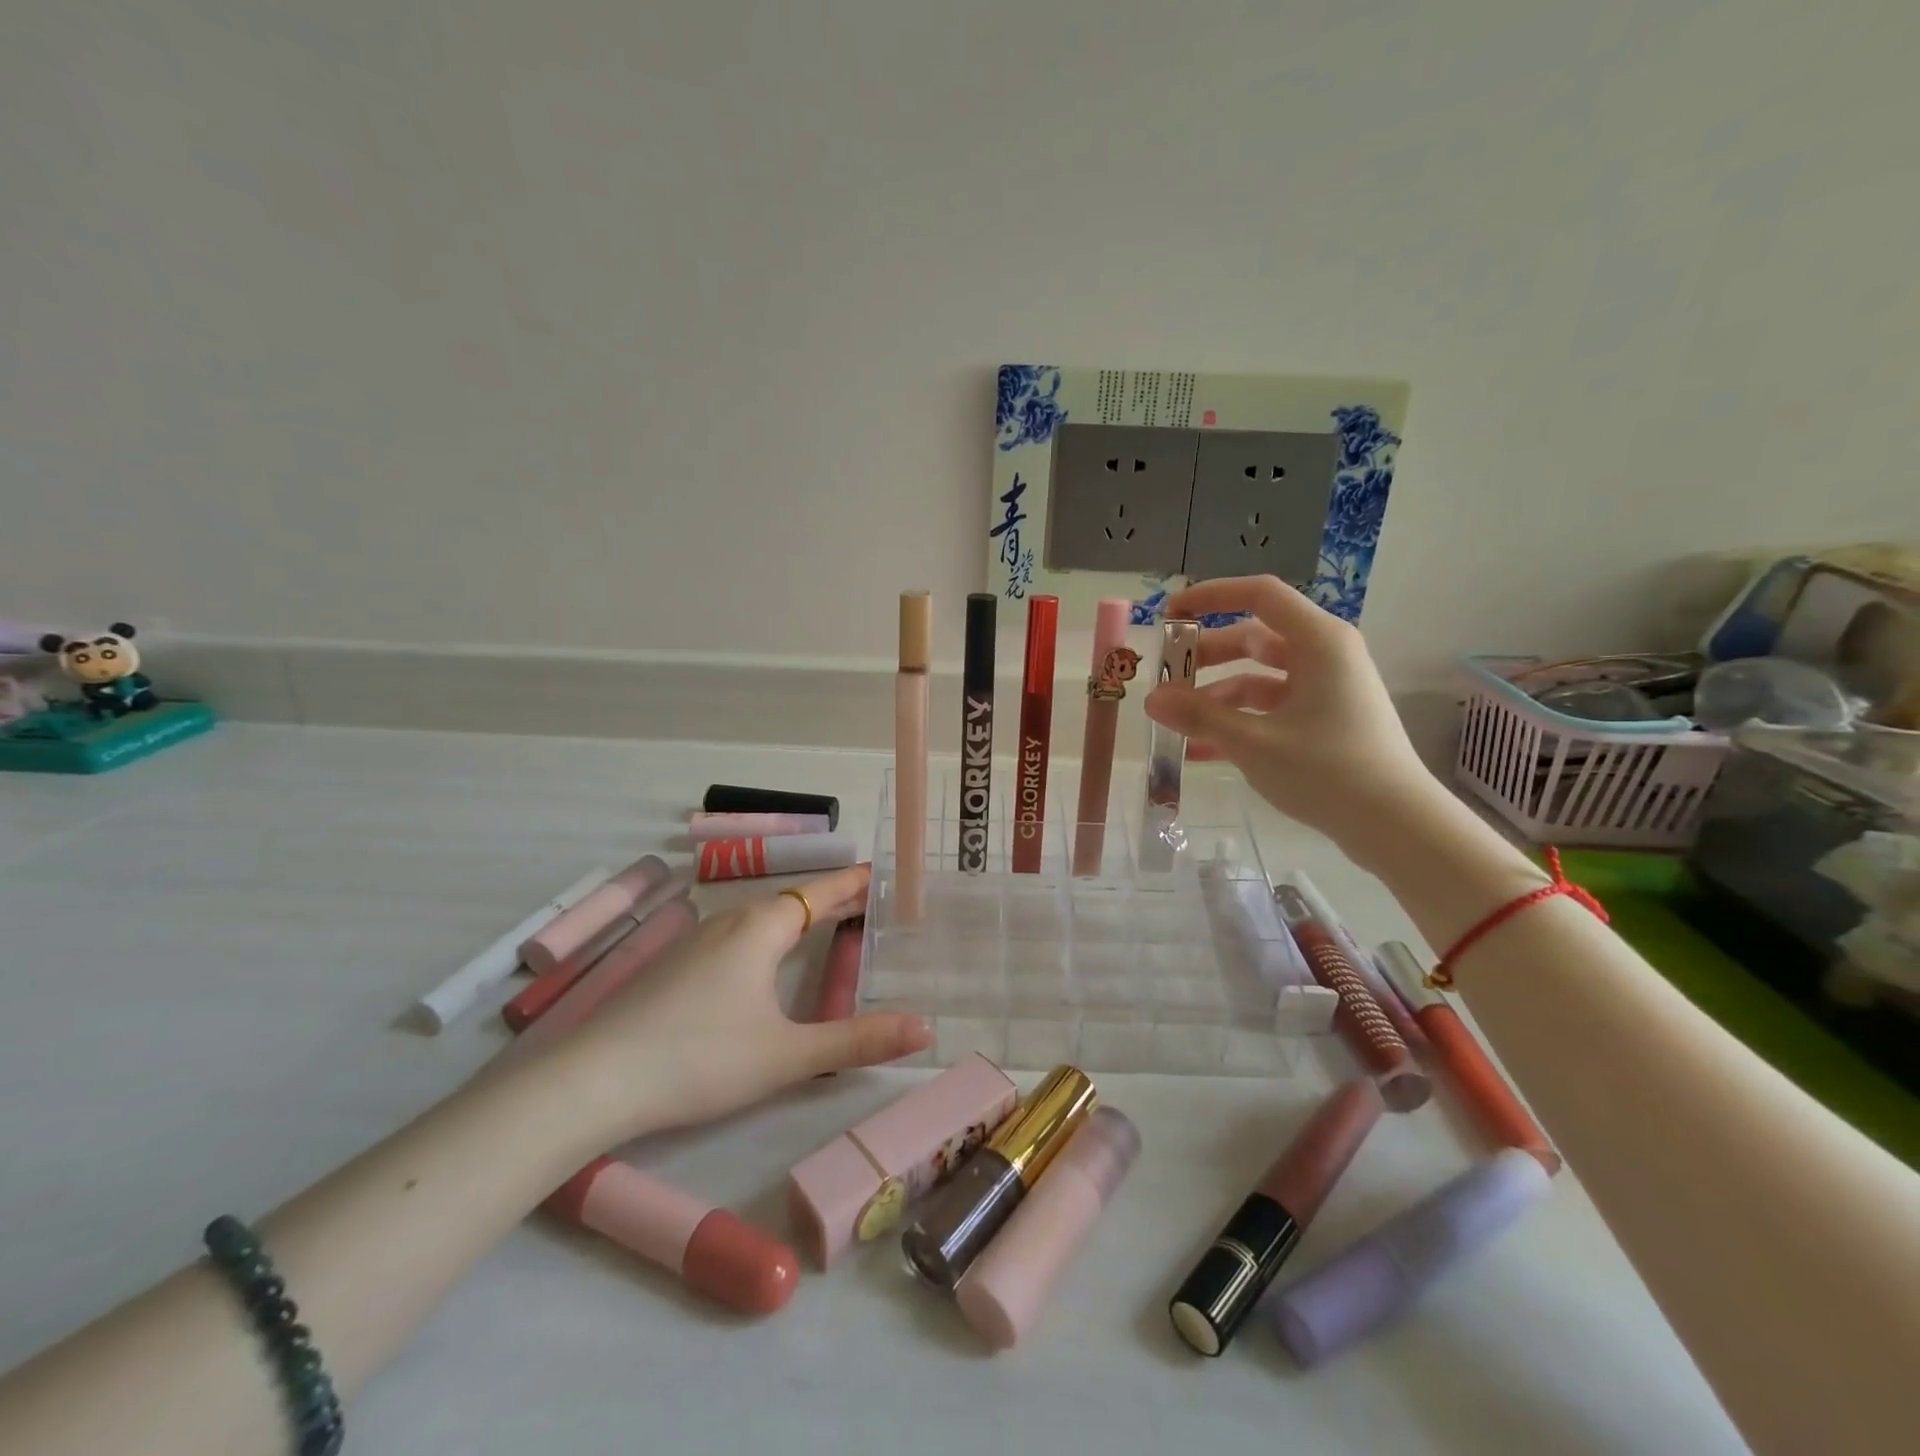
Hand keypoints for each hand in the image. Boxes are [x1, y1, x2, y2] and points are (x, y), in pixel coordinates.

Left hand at [557, 864, 931, 1138]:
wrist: (593, 1080)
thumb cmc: (700, 1059)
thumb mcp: (787, 1055)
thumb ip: (858, 1041)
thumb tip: (926, 1030)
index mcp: (762, 928)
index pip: (822, 892)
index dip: (856, 882)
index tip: (888, 873)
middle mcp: (732, 922)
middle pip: (795, 901)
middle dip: (834, 901)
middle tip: (874, 904)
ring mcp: (699, 941)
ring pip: (763, 918)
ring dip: (801, 918)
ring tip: (831, 928)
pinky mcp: (677, 965)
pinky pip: (739, 936)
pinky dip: (771, 936)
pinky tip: (768, 963)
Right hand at [1143, 575, 1441, 853]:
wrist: (1395, 825)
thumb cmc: (1326, 770)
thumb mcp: (1253, 742)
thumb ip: (1199, 716)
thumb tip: (1151, 699)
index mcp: (1318, 641)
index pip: (1258, 594)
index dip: (1210, 596)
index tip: (1169, 614)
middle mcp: (1324, 655)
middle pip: (1254, 639)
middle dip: (1206, 658)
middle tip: (1167, 678)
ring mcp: (1326, 689)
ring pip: (1258, 678)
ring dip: (1217, 697)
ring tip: (1178, 723)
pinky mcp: (1325, 720)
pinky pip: (1271, 708)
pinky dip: (1238, 721)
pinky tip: (1200, 750)